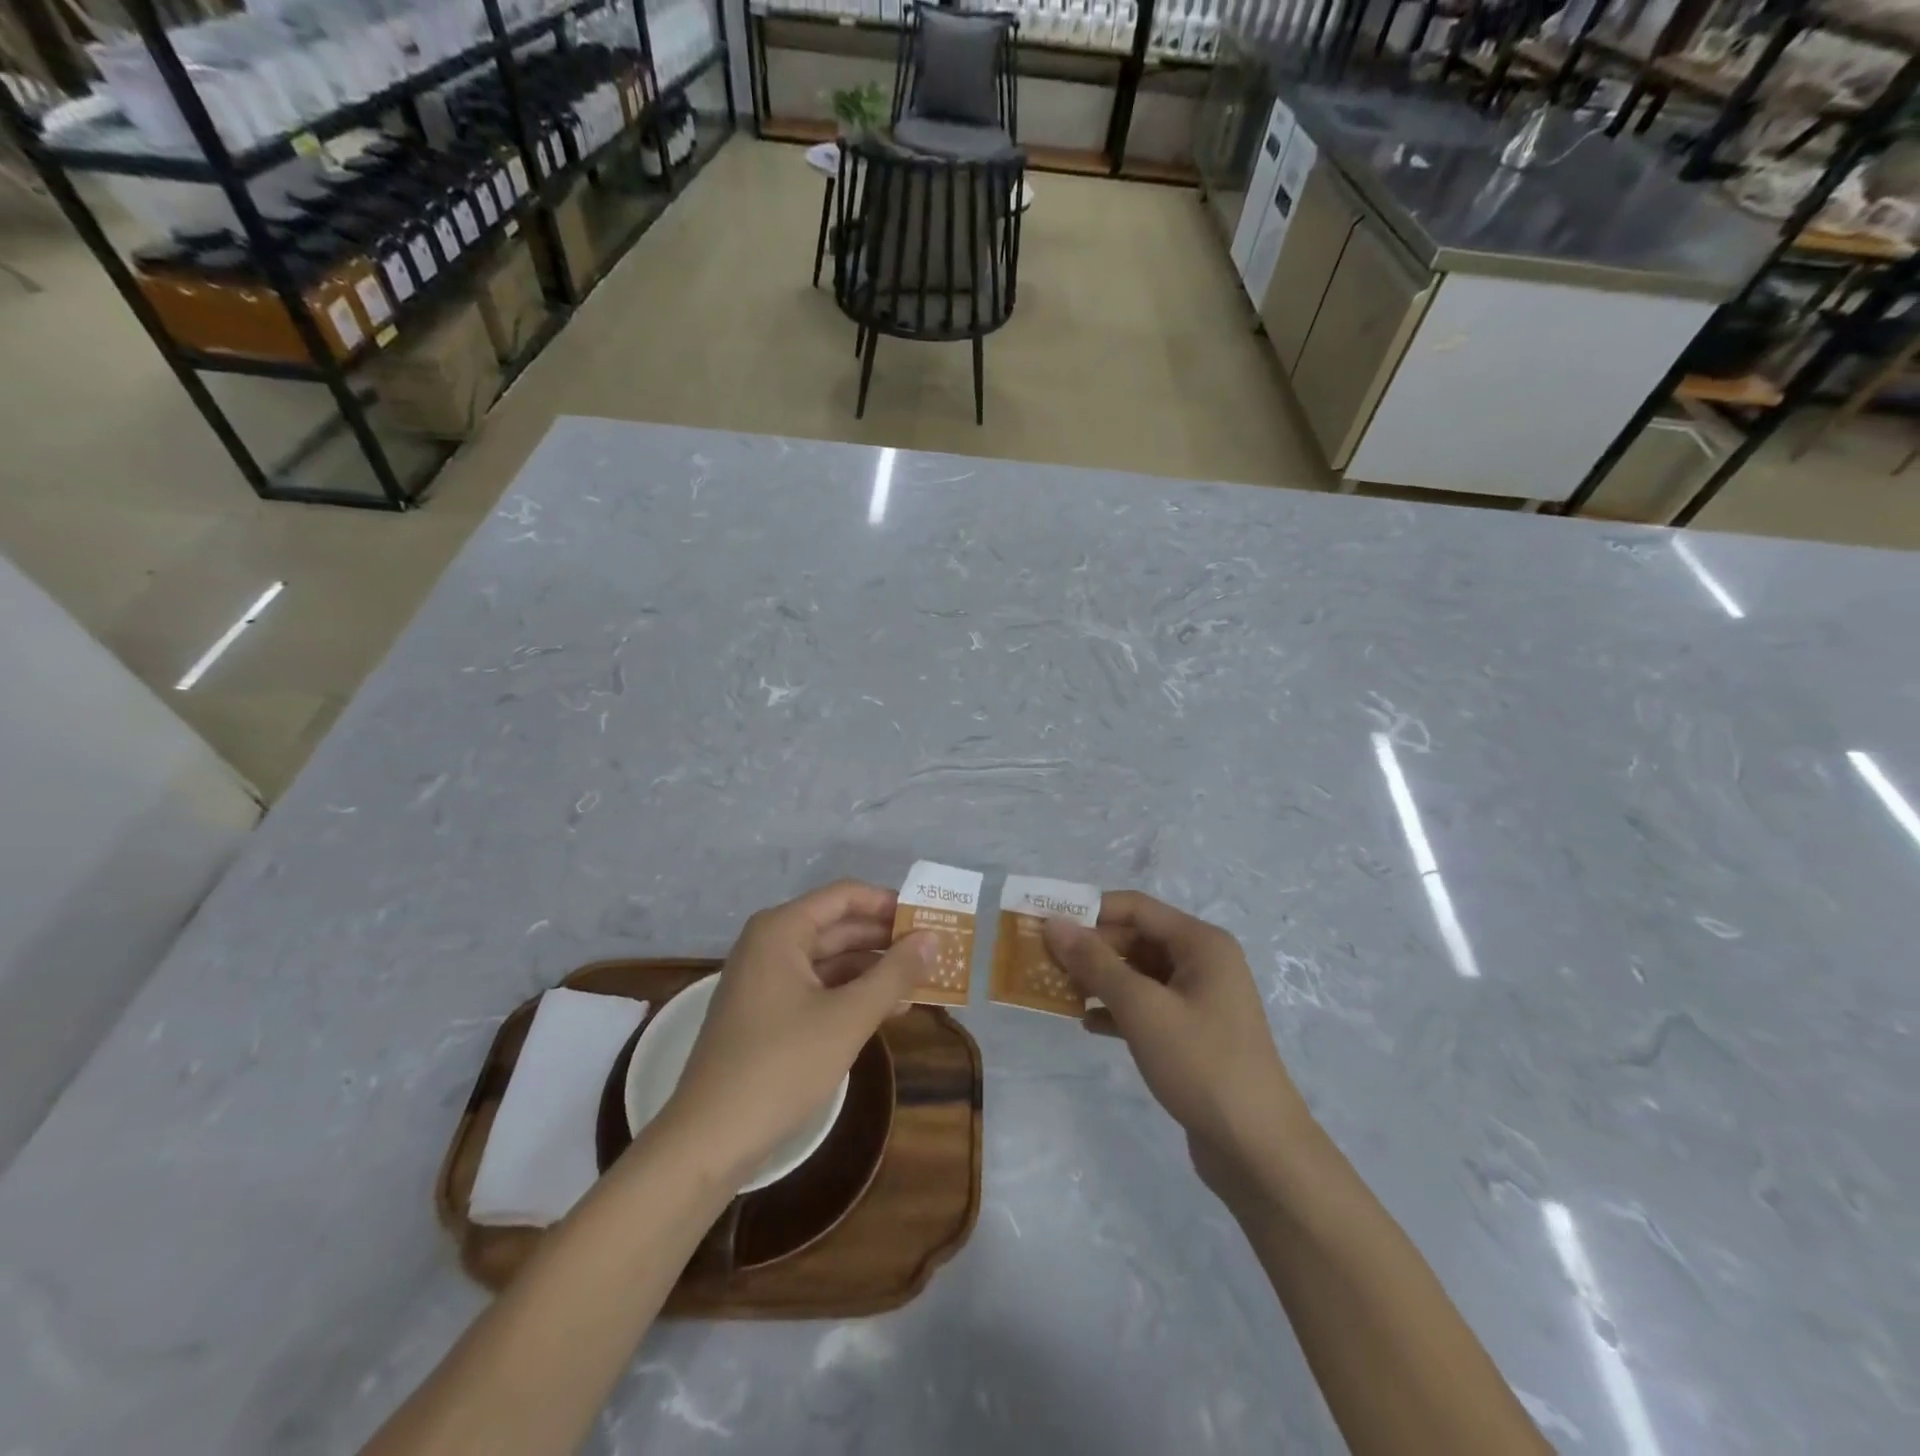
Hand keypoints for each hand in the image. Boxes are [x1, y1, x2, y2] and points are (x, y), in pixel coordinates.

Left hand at [656, 881, 931, 1185]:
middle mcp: (770, 945)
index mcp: (781, 930)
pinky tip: (888, 1010)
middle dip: (886, 939)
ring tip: (922, 982)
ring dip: (874, 970)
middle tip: (934, 950)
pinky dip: (851, 994)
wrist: (708, 1141)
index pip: (845, 897)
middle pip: (838, 926)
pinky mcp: (766, 1014)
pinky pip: (817, 988)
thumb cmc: (781, 1065)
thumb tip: (932, 937)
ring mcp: (765, 980)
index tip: (930, 917)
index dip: (889, 903)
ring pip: (830, 961)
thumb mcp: (848, 1017)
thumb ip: (894, 974)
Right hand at [1043, 892, 1310, 1202]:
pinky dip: (1116, 1009)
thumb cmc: (1202, 1064)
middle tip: (1044, 962)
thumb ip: (1095, 963)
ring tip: (1057, 991)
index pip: (1135, 908)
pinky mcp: (1192, 1033)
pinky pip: (1146, 1006)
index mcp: (1200, 943)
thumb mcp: (1142, 1008)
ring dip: (1099, 980)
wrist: (1258, 1150)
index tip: (1045, 923)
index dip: (1088, 910)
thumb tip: (1054, 923)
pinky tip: (1087, 1023)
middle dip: (1090, 949)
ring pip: (1138, 974)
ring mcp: (1199, 999)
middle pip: (1135, 938)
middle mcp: (1202, 962)